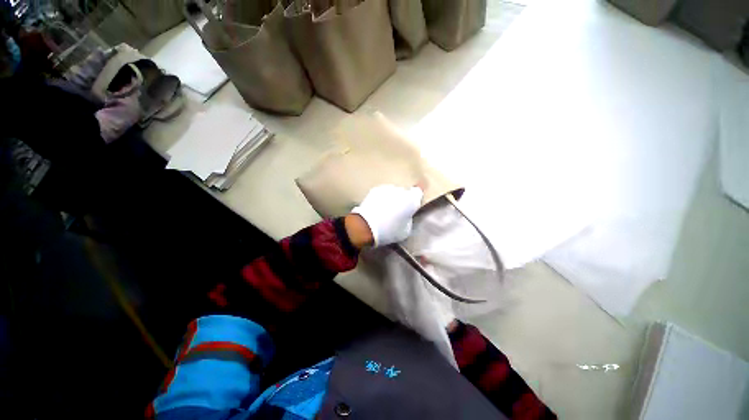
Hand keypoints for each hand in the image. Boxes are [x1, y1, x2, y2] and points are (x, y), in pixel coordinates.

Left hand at [350, 185, 423, 247]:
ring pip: (393, 193)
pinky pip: (383, 194)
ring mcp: (387, 188)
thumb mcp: (406, 230)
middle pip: (404, 193)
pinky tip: (377, 208)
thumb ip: (408, 218)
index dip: (420, 189)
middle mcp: (400, 190)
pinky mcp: (375, 190)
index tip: (421, 188)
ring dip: (392, 198)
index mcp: (411, 199)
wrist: (366, 226)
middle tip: (398, 211)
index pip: (419, 190)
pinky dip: (382, 198)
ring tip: (386, 210)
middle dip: (403, 199)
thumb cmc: (390, 230)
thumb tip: (405, 215)